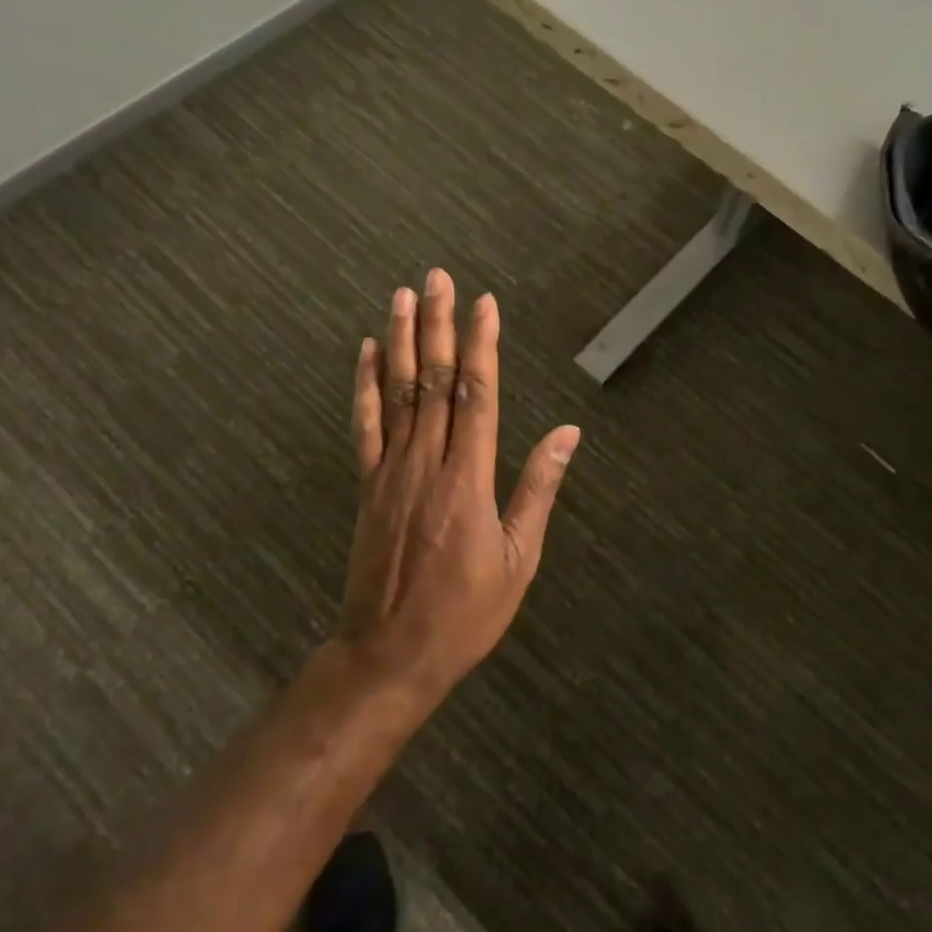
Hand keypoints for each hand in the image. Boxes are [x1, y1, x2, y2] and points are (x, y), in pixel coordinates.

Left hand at [340, 269, 580, 704]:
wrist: (389, 654)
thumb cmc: (465, 612)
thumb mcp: (519, 558)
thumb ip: (538, 489)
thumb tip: (566, 435)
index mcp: (469, 480)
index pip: (477, 395)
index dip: (482, 345)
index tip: (485, 303)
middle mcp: (427, 464)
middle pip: (435, 381)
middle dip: (439, 325)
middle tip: (437, 277)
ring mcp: (390, 472)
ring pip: (398, 393)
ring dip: (402, 341)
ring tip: (403, 296)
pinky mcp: (367, 486)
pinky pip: (365, 426)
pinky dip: (366, 386)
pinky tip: (369, 353)